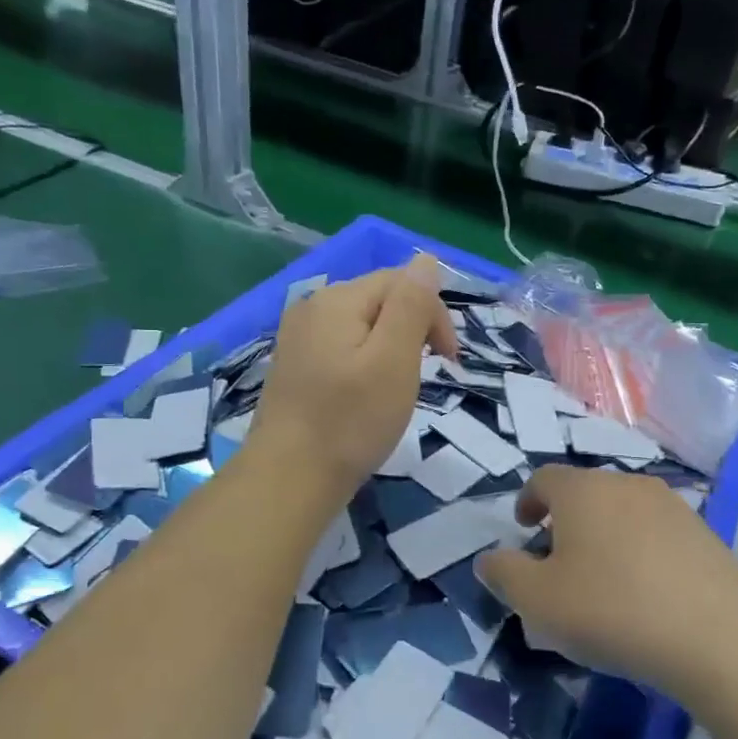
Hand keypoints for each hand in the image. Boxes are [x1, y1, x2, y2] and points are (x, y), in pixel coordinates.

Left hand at [249, 254, 458, 502]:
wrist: (289, 479)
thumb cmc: (351, 421)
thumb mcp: (394, 359)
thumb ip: (411, 304)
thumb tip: (426, 259)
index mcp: (338, 299)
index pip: (401, 281)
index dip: (433, 314)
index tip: (449, 361)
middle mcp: (312, 307)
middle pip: (379, 300)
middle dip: (412, 329)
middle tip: (424, 378)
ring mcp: (298, 337)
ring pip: (361, 325)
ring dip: (390, 348)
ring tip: (397, 389)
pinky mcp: (294, 366)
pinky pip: (341, 347)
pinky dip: (364, 362)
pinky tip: (365, 395)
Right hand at [476, 465, 737, 702]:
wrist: (718, 637)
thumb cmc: (612, 611)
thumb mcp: (538, 601)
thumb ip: (504, 575)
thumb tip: (489, 559)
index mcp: (582, 491)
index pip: (544, 478)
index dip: (527, 501)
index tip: (523, 529)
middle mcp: (627, 485)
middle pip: (585, 493)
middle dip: (564, 522)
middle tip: (556, 563)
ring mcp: (671, 506)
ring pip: (622, 512)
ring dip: (603, 536)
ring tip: (601, 581)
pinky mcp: (704, 532)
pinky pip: (655, 533)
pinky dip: (639, 551)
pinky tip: (644, 592)